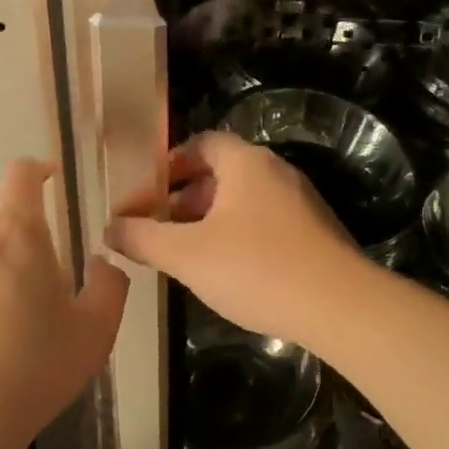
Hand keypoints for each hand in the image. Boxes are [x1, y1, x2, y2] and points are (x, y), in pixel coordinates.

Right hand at [105, 132, 367, 342]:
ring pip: (244, 200)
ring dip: (211, 218)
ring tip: (185, 252)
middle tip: (158, 226)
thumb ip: (143, 237)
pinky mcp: (316, 232)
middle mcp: (276, 172)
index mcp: (246, 163)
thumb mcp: (187, 254)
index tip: (146, 191)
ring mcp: (301, 202)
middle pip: (223, 172)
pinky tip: (227, 270)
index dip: (170, 163)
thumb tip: (109, 227)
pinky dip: (239, 235)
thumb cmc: (256, 268)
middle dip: (185, 196)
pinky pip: (266, 222)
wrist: (339, 305)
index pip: (202, 143)